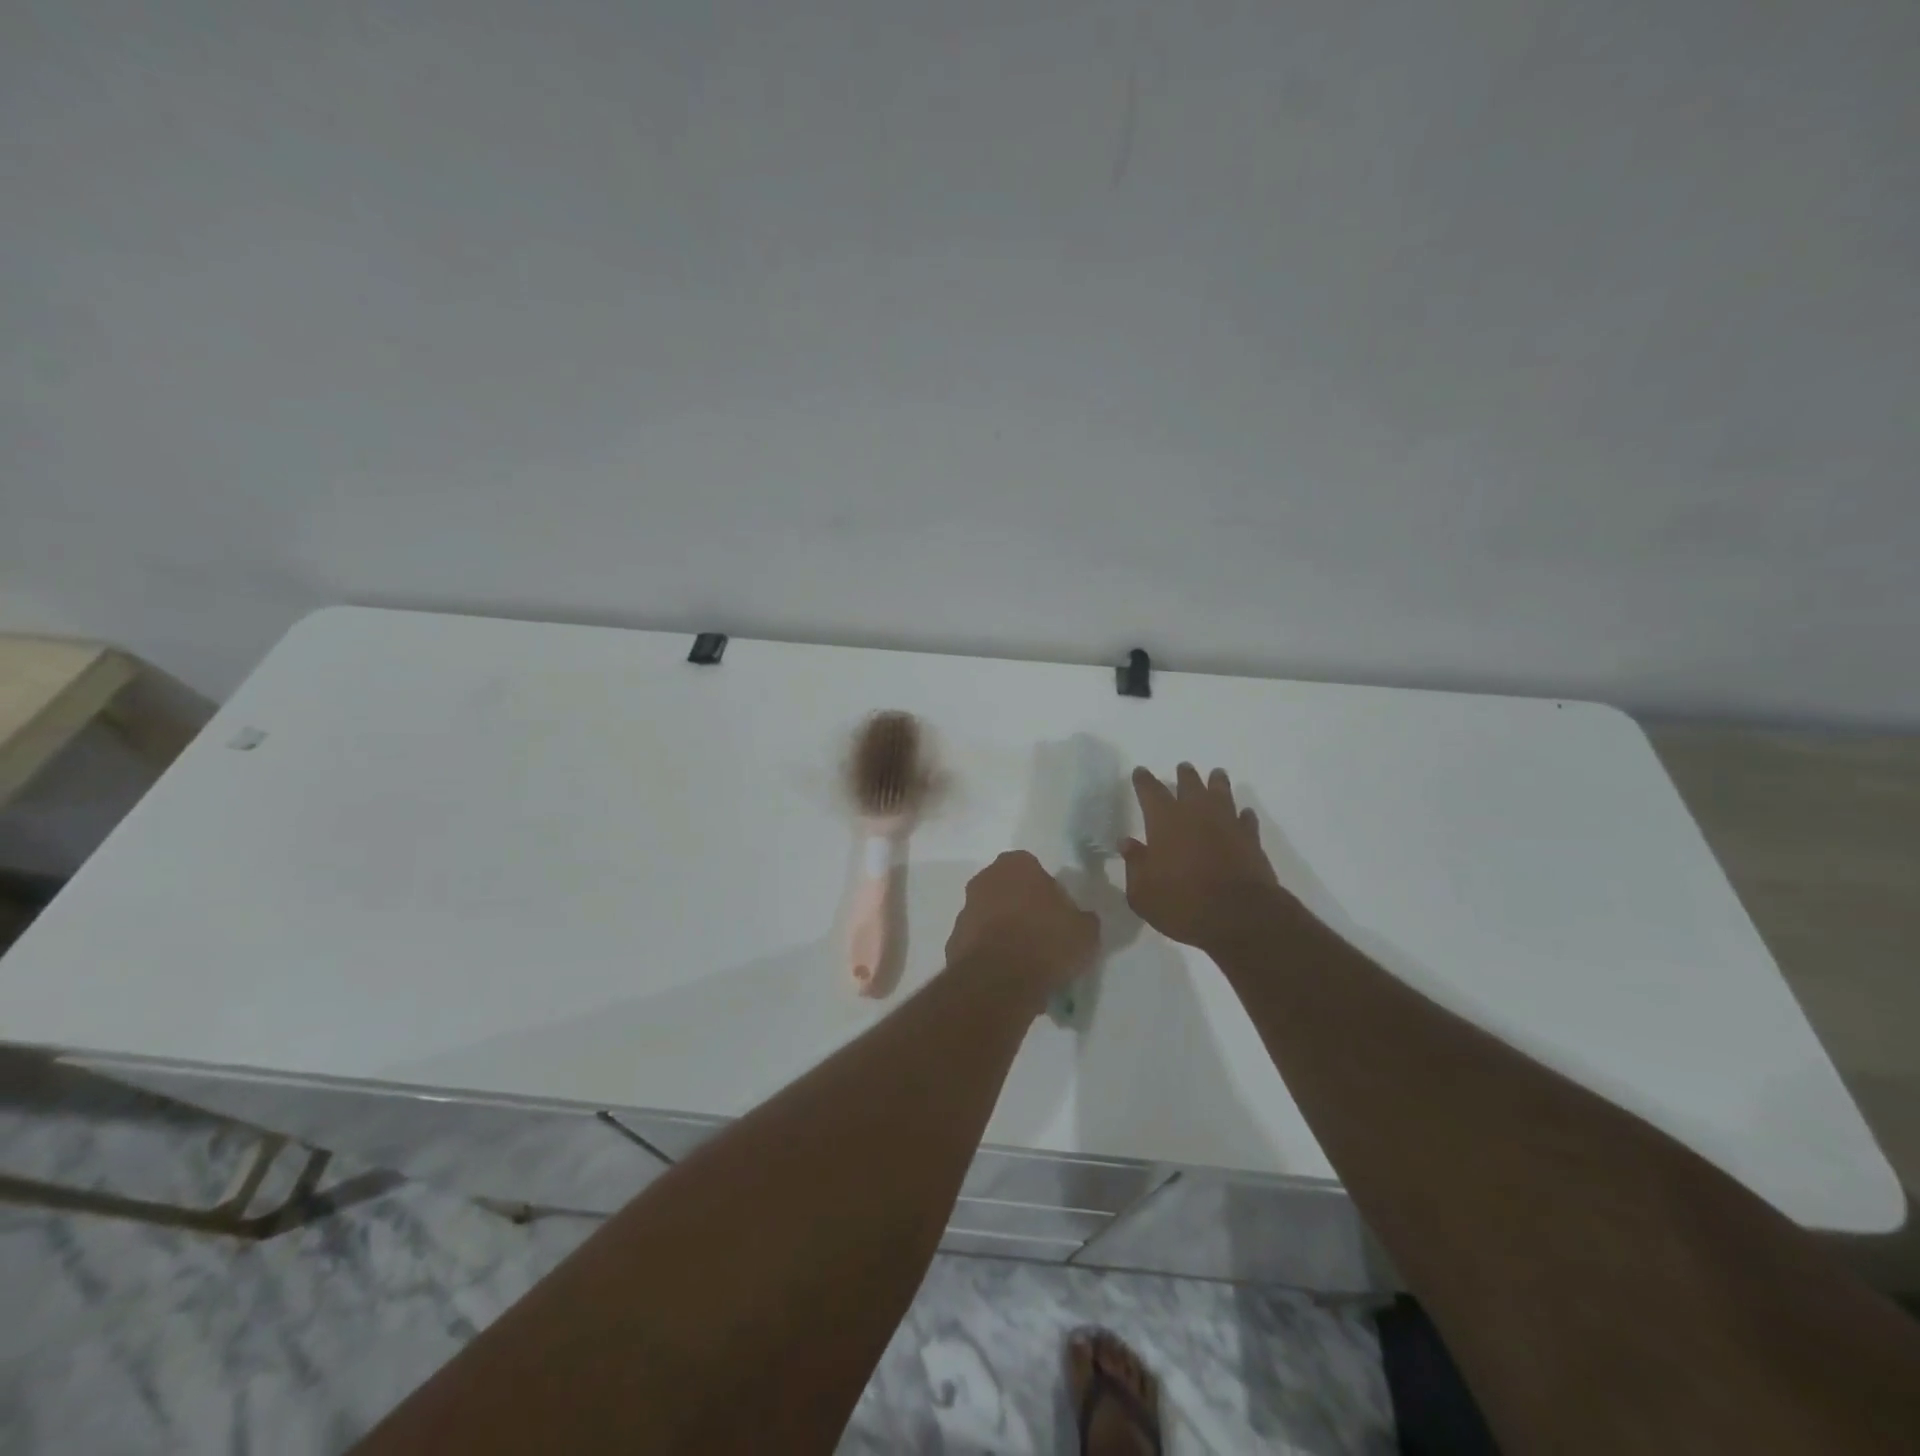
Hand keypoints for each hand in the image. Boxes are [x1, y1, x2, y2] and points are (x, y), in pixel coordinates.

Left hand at [946, 851, 1098, 996]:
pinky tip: (1009, 977)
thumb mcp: (1085, 931)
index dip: (1048, 893)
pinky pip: (980, 944)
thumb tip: (1080, 920)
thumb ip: (1082, 919)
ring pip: (992, 918)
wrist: (999, 980)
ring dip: (1006, 933)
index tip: (1059, 917)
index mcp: (1016, 865)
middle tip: (1044, 938)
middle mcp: (985, 879)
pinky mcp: (954, 941)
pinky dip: (992, 956)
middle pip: (1010, 891)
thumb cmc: (1046, 942)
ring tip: (1028, 964)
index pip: (1035, 870)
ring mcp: (965, 910)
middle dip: (1024, 910)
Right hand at [1123, 764, 1284, 951]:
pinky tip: (1243, 814)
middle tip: (1183, 768)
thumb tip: (1127, 843)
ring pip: (1222, 793)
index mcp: (1164, 820)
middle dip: (1184, 776)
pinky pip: (1246, 819)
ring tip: (1216, 775)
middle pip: (1189, 784)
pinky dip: (1242, 815)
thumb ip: (1134, 865)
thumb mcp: (1142, 892)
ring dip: (1217, 783)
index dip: (1144, 780)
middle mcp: (1196, 813)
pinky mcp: (1251, 840)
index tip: (1140, 772)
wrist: (1239, 917)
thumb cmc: (1182, 903)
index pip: (1150, 791)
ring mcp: (1227, 823)